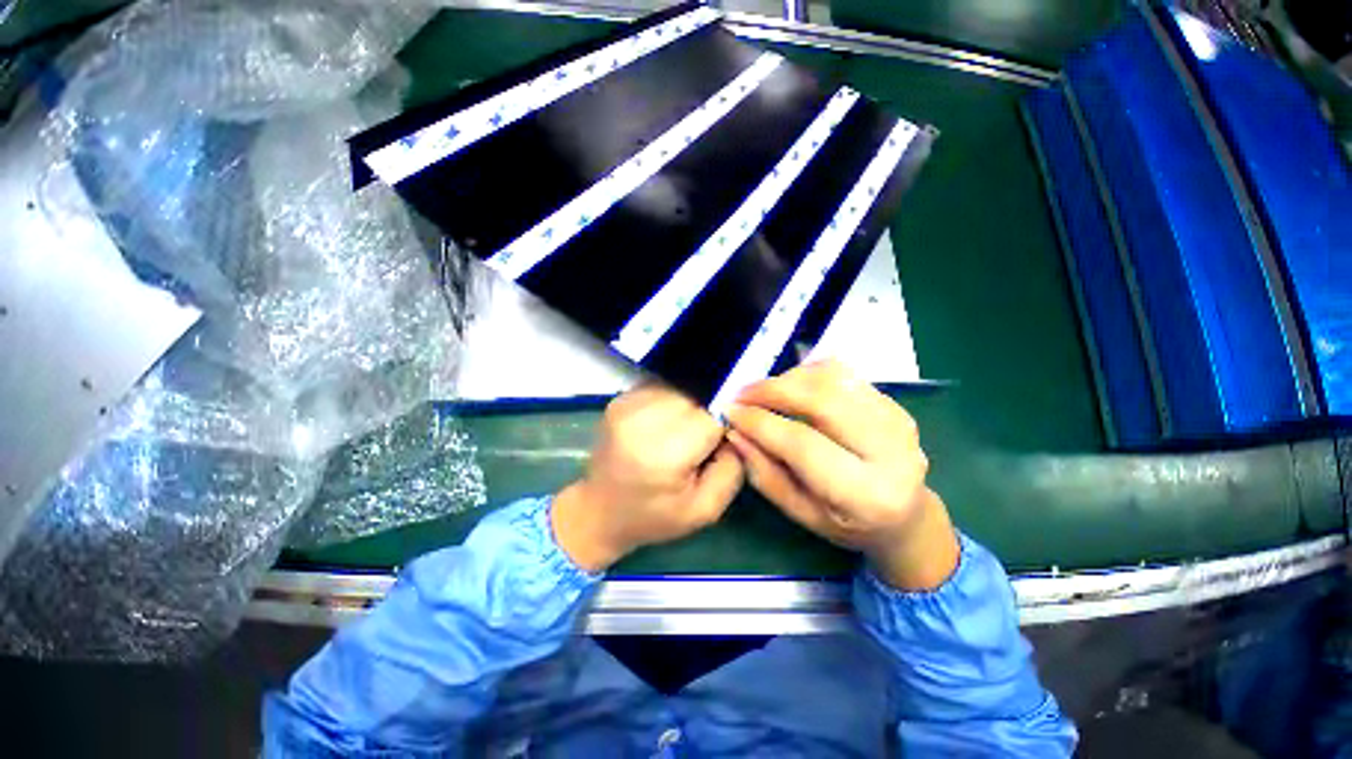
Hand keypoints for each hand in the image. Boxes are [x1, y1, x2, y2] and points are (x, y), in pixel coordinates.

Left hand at [552, 385, 744, 571]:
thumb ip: (732, 466)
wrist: (598, 511)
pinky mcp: (619, 398)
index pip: (713, 414)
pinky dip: (674, 400)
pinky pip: (663, 386)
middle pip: (697, 394)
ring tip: (685, 430)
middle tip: (706, 436)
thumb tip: (738, 426)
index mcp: (663, 452)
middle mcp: (641, 419)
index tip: (728, 435)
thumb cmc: (654, 517)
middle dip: (709, 410)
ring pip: (681, 385)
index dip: (728, 420)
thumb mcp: (705, 509)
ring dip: (692, 403)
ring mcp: (626, 403)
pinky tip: (669, 422)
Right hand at [725, 360, 959, 590]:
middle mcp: (891, 452)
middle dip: (773, 390)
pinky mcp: (894, 403)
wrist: (908, 516)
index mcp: (866, 494)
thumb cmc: (848, 525)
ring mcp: (898, 421)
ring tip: (764, 392)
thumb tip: (735, 433)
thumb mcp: (801, 513)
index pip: (803, 444)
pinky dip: (809, 373)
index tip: (730, 411)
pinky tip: (791, 387)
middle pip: (821, 401)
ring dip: (789, 378)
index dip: (760, 423)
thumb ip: (765, 474)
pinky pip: (843, 373)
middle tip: (742, 394)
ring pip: (833, 379)